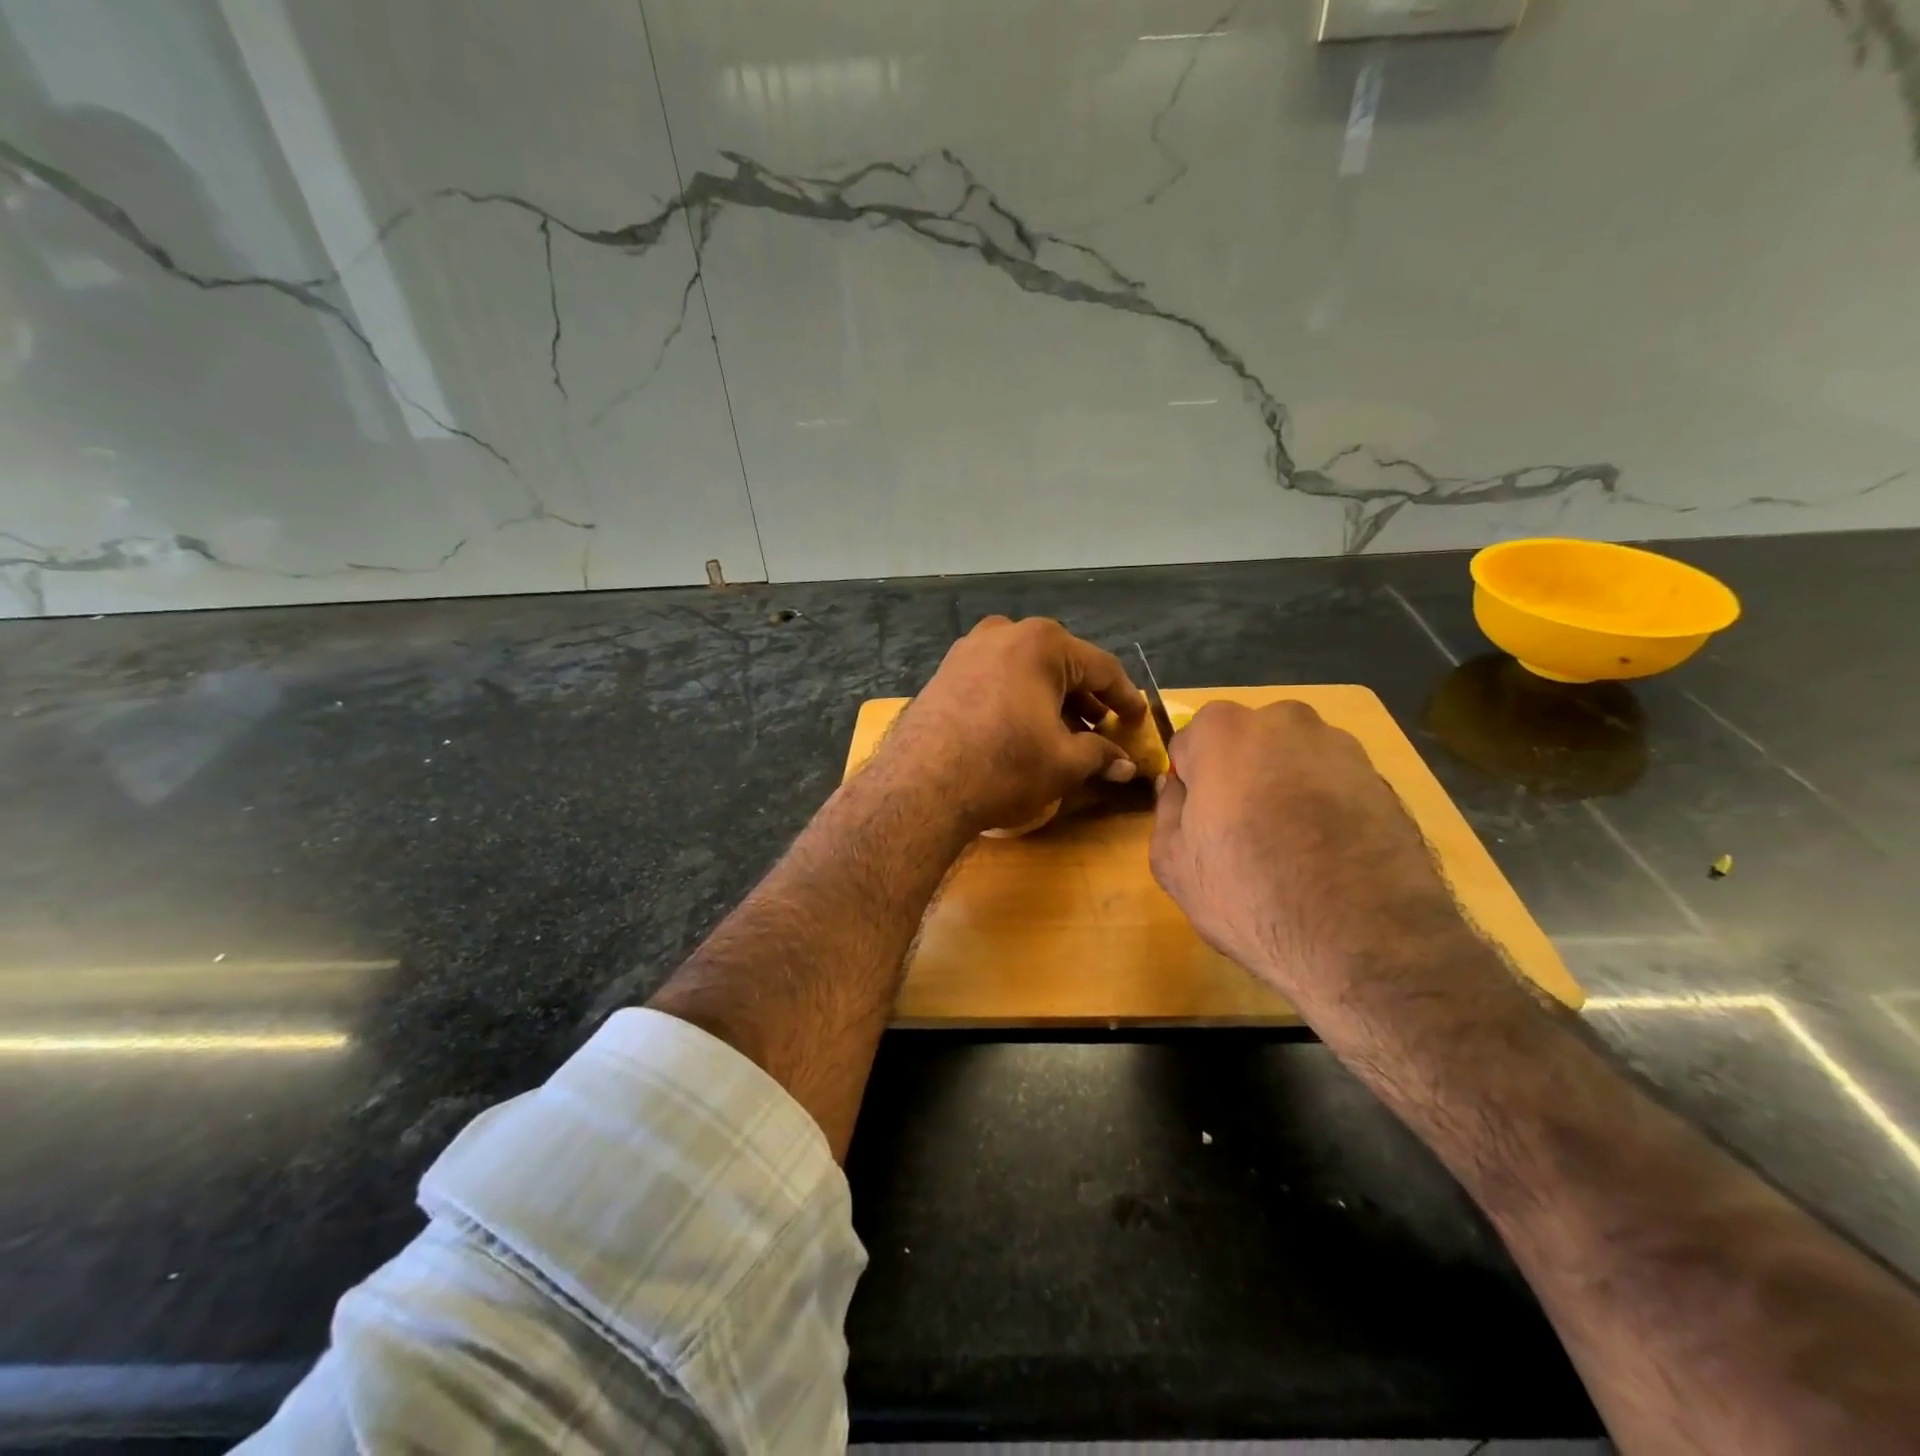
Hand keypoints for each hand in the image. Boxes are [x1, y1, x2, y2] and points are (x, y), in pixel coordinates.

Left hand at [882, 616, 1150, 835]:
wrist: (921, 785)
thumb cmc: (1004, 766)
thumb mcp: (1063, 763)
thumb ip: (1100, 756)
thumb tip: (1126, 765)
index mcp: (1042, 643)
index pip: (1100, 668)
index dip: (1125, 697)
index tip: (1139, 719)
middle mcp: (1004, 633)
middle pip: (1060, 665)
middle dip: (1085, 699)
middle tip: (1104, 729)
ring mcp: (969, 650)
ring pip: (1026, 671)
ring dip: (1051, 700)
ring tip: (1068, 733)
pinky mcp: (945, 673)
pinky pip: (996, 679)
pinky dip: (1018, 699)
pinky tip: (1025, 729)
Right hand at [1149, 700, 1470, 1010]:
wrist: (1367, 941)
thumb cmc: (1249, 894)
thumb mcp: (1174, 863)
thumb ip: (1166, 810)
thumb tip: (1176, 785)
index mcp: (1223, 730)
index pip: (1189, 745)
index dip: (1191, 786)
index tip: (1199, 823)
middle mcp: (1285, 720)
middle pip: (1244, 744)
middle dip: (1238, 777)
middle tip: (1241, 835)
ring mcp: (1341, 746)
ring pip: (1291, 761)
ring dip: (1283, 789)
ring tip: (1290, 850)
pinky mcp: (1384, 779)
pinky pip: (1332, 784)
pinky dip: (1324, 807)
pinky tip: (1326, 855)